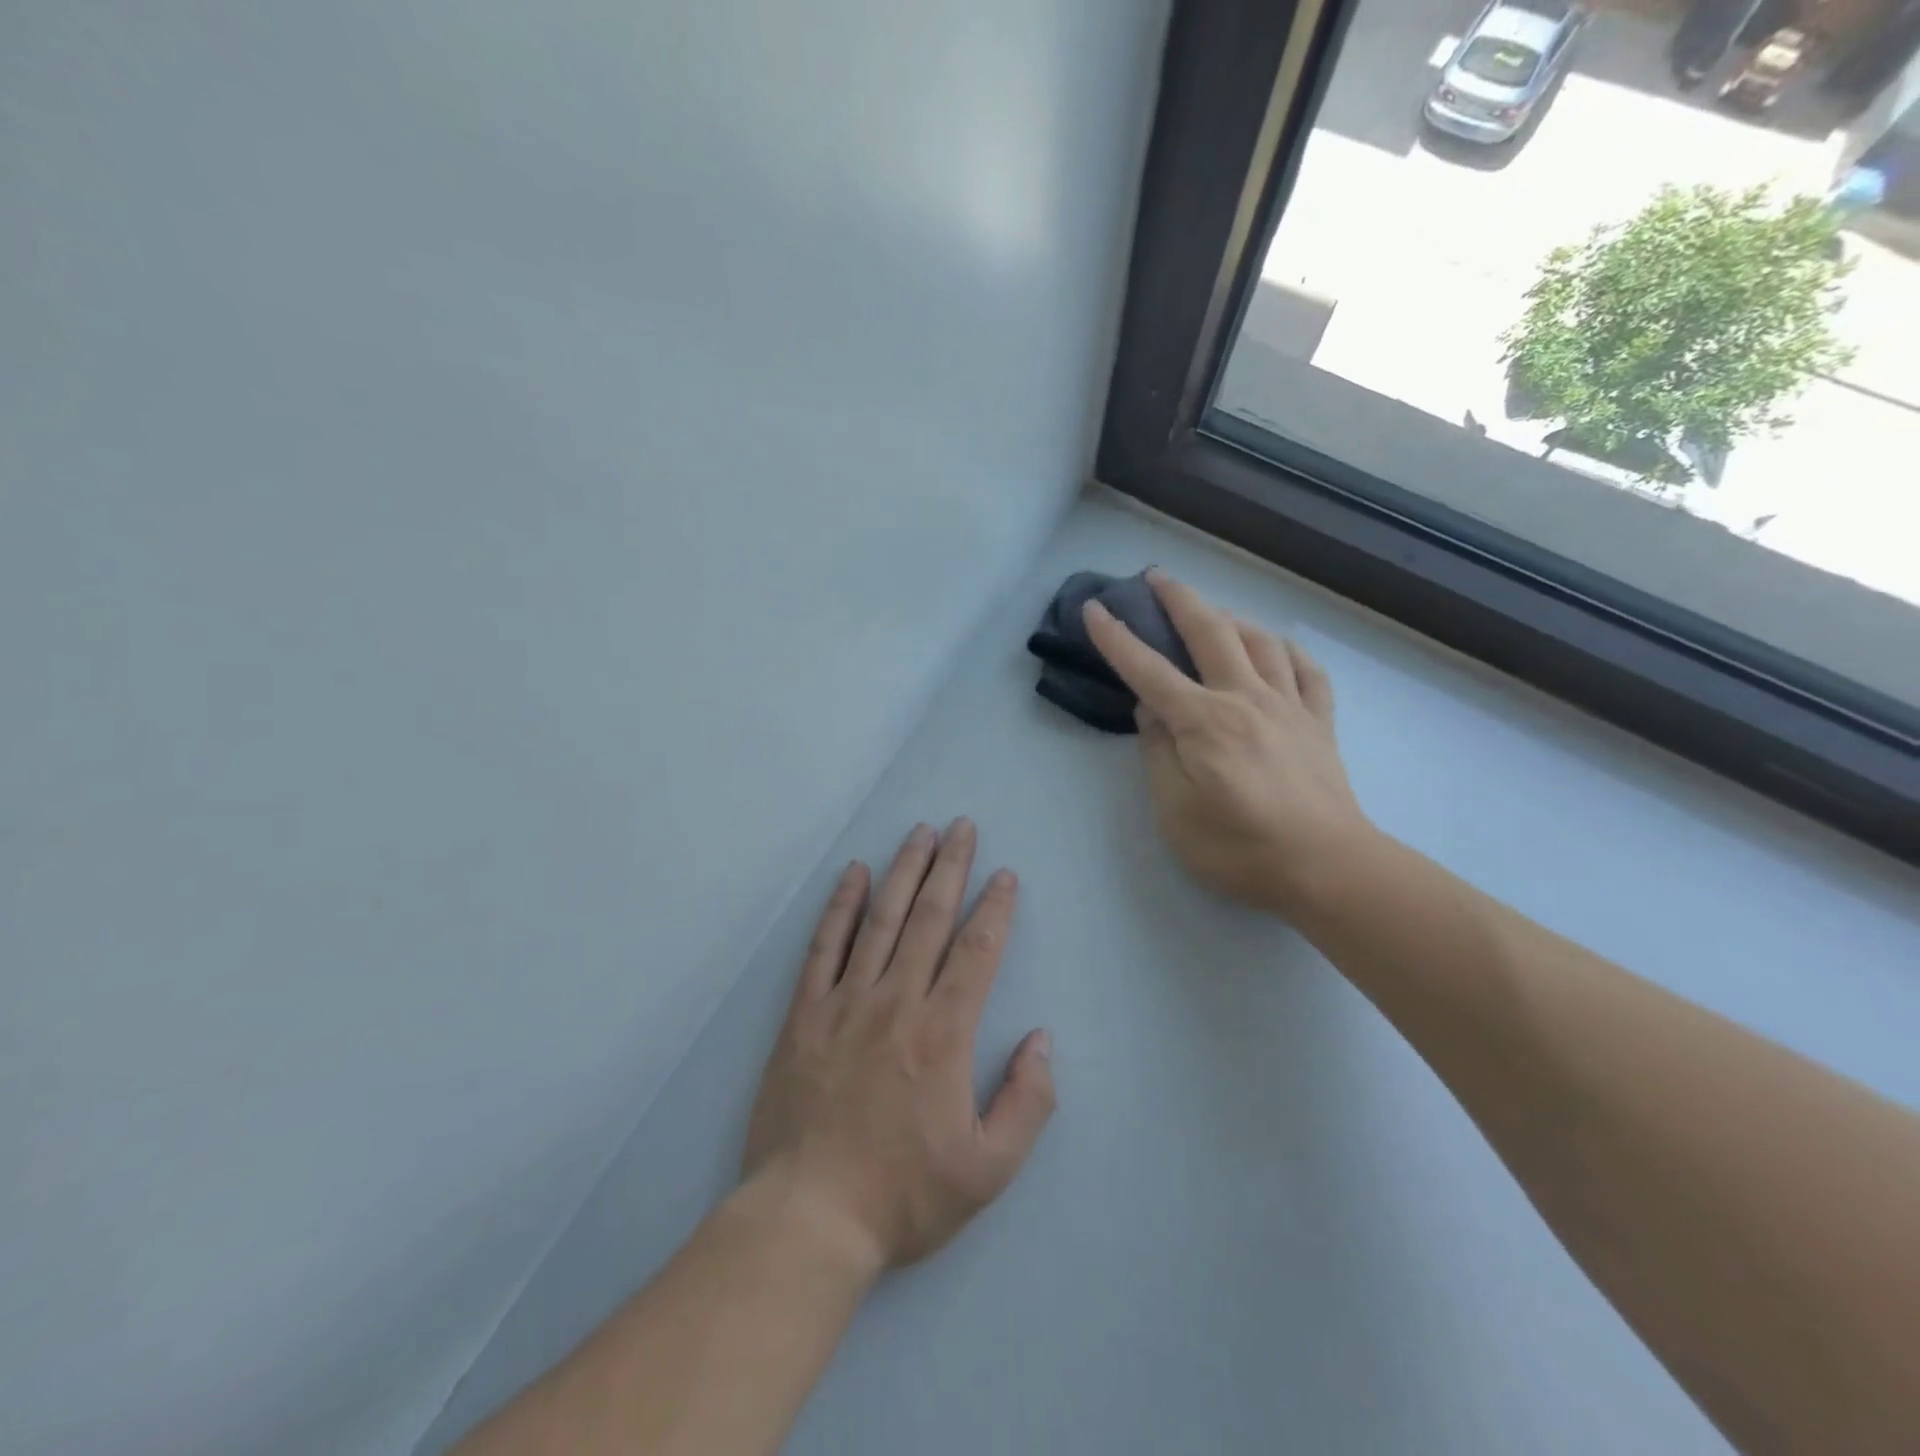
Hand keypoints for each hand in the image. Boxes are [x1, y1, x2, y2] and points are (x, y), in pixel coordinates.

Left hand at [741, 820, 1054, 1274]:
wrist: (808, 1217)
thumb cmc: (903, 1194)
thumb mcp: (989, 1169)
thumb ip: (1027, 1102)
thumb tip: (1041, 1040)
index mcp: (944, 1032)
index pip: (977, 950)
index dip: (995, 907)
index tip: (1005, 874)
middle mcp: (897, 1001)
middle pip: (930, 918)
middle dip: (951, 866)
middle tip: (962, 826)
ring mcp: (846, 1001)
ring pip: (881, 919)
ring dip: (904, 871)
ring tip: (920, 833)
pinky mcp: (805, 1013)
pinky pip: (825, 946)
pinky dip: (841, 905)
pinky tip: (854, 874)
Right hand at [1083, 570, 1372, 921]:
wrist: (1329, 869)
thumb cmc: (1240, 848)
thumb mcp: (1176, 812)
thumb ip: (1158, 754)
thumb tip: (1150, 710)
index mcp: (1204, 721)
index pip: (1148, 670)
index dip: (1116, 638)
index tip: (1093, 608)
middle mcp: (1245, 699)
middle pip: (1210, 632)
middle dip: (1178, 598)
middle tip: (1156, 577)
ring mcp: (1289, 707)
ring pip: (1260, 641)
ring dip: (1231, 617)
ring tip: (1213, 612)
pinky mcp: (1320, 723)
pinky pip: (1307, 671)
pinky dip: (1288, 650)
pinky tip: (1277, 647)